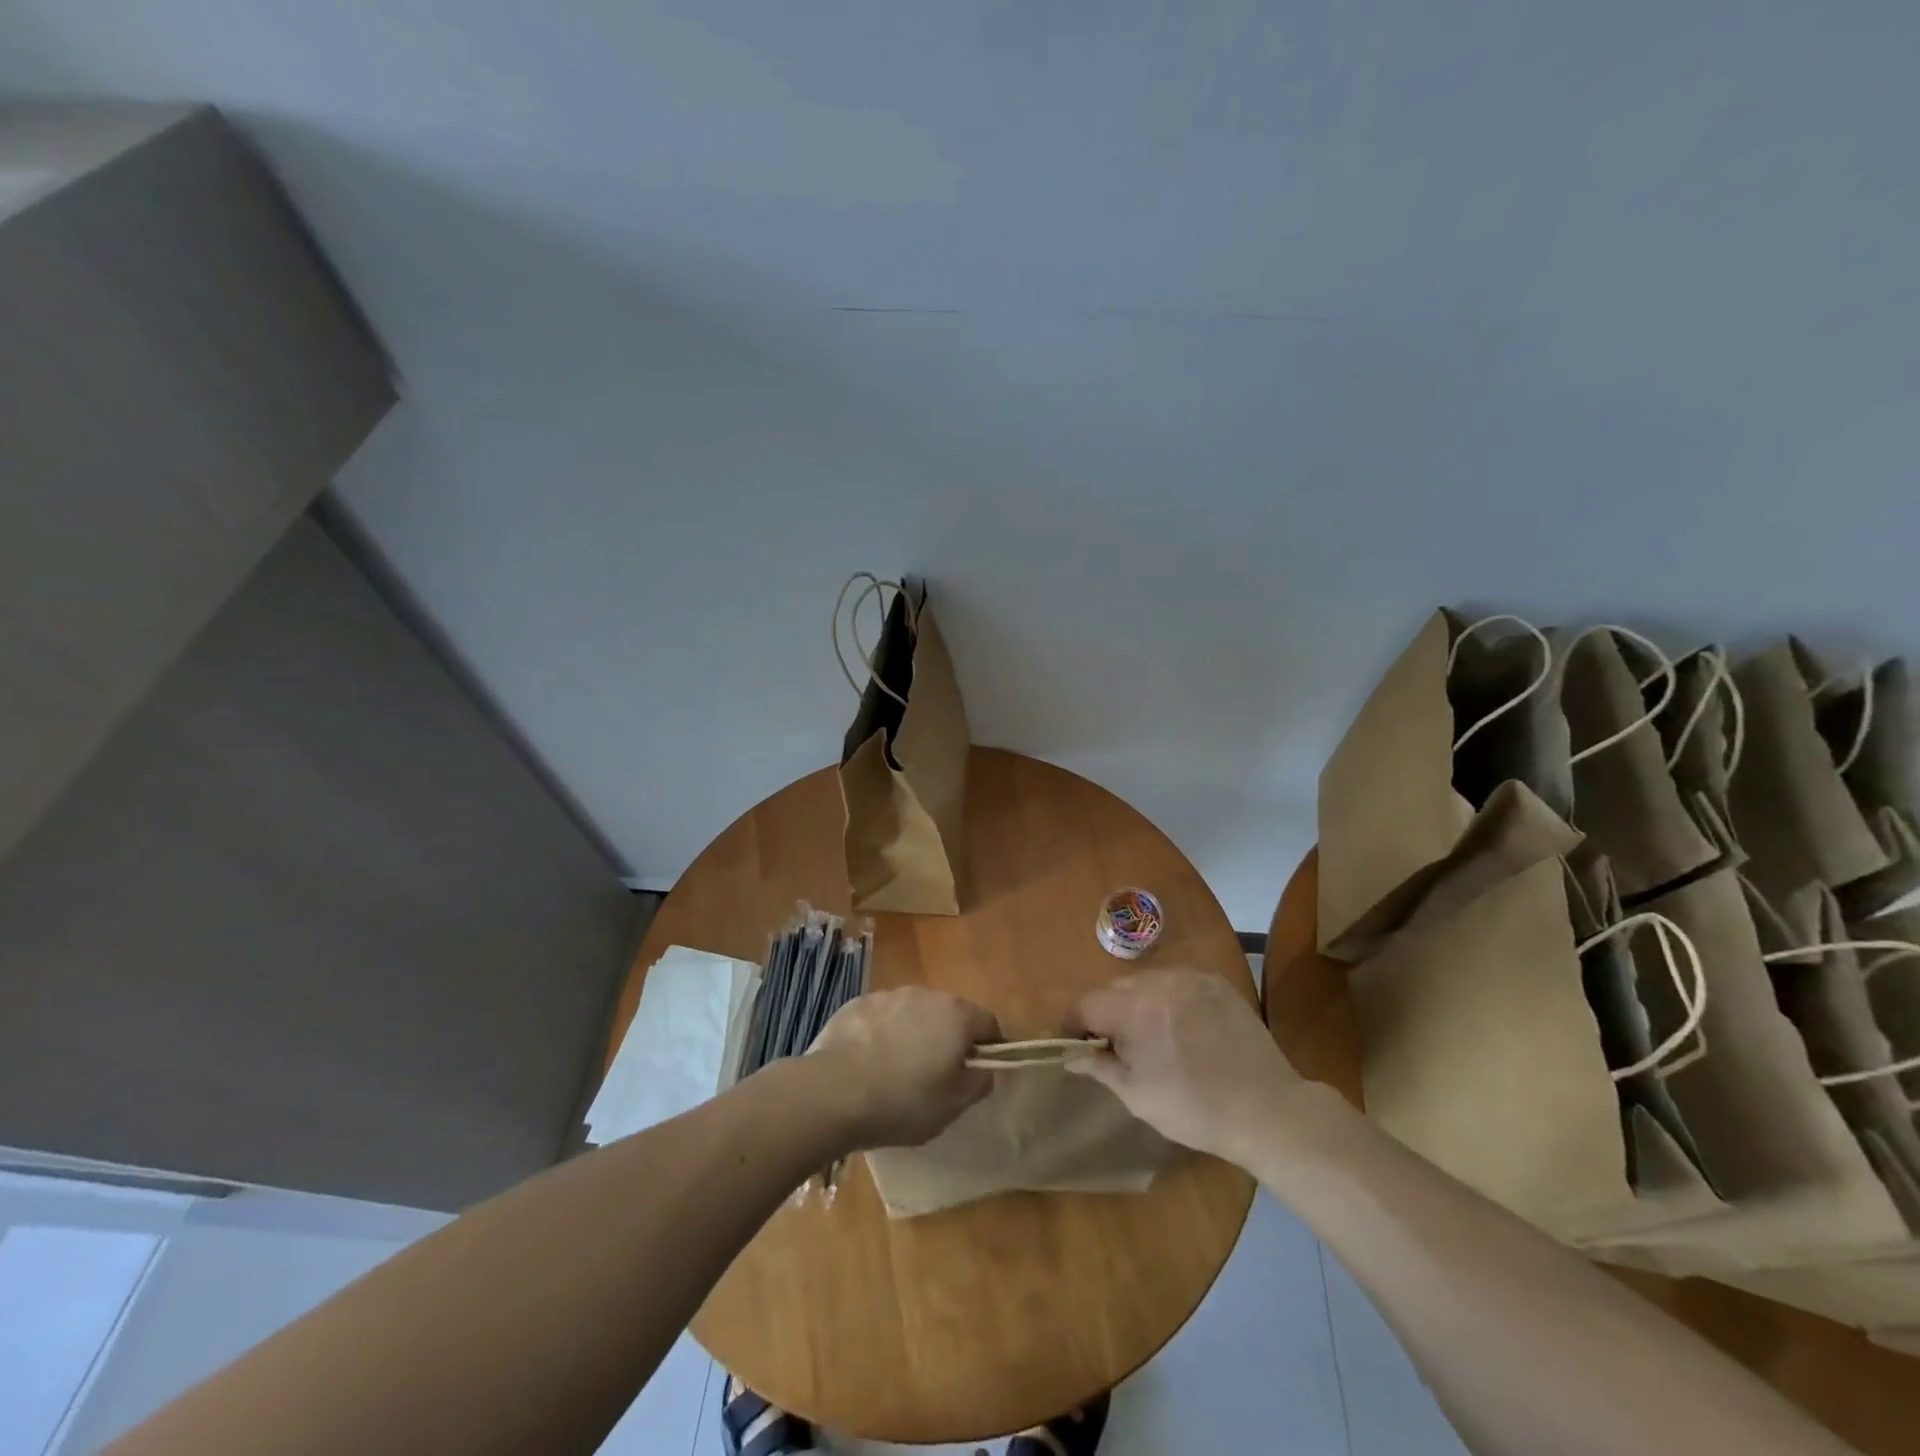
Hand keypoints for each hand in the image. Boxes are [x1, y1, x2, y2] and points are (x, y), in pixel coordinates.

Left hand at [809, 988, 1000, 1149]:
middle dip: (948, 1038)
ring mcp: (889, 996)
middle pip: (949, 1014)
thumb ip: (978, 1083)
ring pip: (912, 1013)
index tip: (979, 1071)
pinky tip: (868, 1063)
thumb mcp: (953, 1105)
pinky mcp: (857, 1004)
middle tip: (937, 1075)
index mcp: (957, 1015)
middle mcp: (926, 995)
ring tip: (897, 1070)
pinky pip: (881, 1018)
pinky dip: (882, 1034)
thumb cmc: (905, 1101)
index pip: (988, 1022)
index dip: (989, 1046)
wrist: (835, 1092)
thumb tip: (985, 1069)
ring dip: (913, 1034)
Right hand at [1069, 969, 1301, 1163]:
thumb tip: (1071, 1054)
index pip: (1086, 1003)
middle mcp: (1159, 981)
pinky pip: (1176, 981)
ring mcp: (1190, 977)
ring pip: (1144, 982)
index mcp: (1135, 1009)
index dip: (1075, 1024)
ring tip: (1151, 1036)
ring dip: (1136, 1003)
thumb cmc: (1195, 1109)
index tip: (1079, 1045)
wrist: (1268, 1110)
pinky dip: (1168, 999)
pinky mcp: (1215, 981)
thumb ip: (1099, 1066)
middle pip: (1113, 989)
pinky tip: (1181, 1026)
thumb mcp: (1137, 1096)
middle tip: (1117, 1046)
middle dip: (1106, 1013)